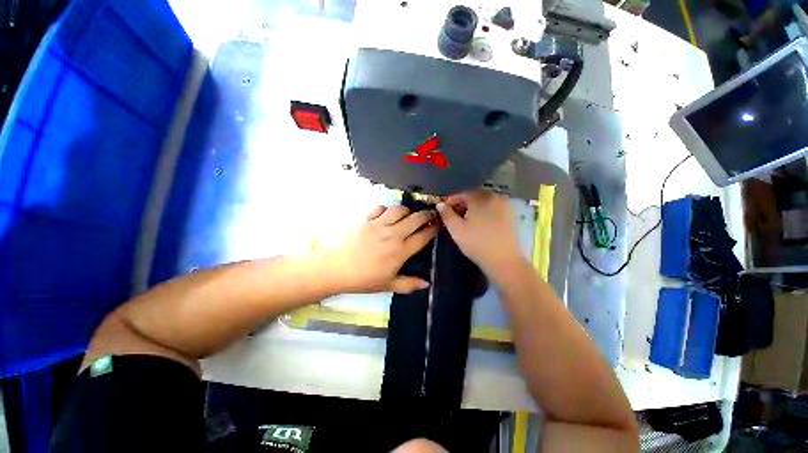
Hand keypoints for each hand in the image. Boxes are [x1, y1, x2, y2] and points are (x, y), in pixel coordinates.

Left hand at [323, 205, 438, 293]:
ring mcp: (378, 224)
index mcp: (400, 251)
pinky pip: (379, 208)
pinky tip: (386, 214)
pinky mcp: (366, 219)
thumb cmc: (363, 279)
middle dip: (426, 214)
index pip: (423, 236)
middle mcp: (393, 234)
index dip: (433, 228)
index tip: (439, 224)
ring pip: (399, 209)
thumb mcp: (388, 285)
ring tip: (408, 214)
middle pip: (415, 218)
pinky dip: (385, 209)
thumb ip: (409, 284)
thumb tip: (427, 284)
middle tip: (430, 214)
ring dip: (407, 210)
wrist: (335, 269)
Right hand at [437, 191, 525, 275]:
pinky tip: (479, 223)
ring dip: (473, 208)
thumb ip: (446, 214)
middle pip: (474, 196)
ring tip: (465, 220)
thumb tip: (440, 204)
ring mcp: (505, 206)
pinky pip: (493, 209)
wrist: (503, 260)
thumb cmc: (476, 243)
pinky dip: (484, 212)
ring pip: (484, 202)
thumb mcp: (456, 229)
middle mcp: (495, 197)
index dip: (451, 201)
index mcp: (481, 198)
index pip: (462, 194)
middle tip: (453, 215)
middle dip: (462, 204)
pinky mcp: (511, 216)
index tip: (443, 210)